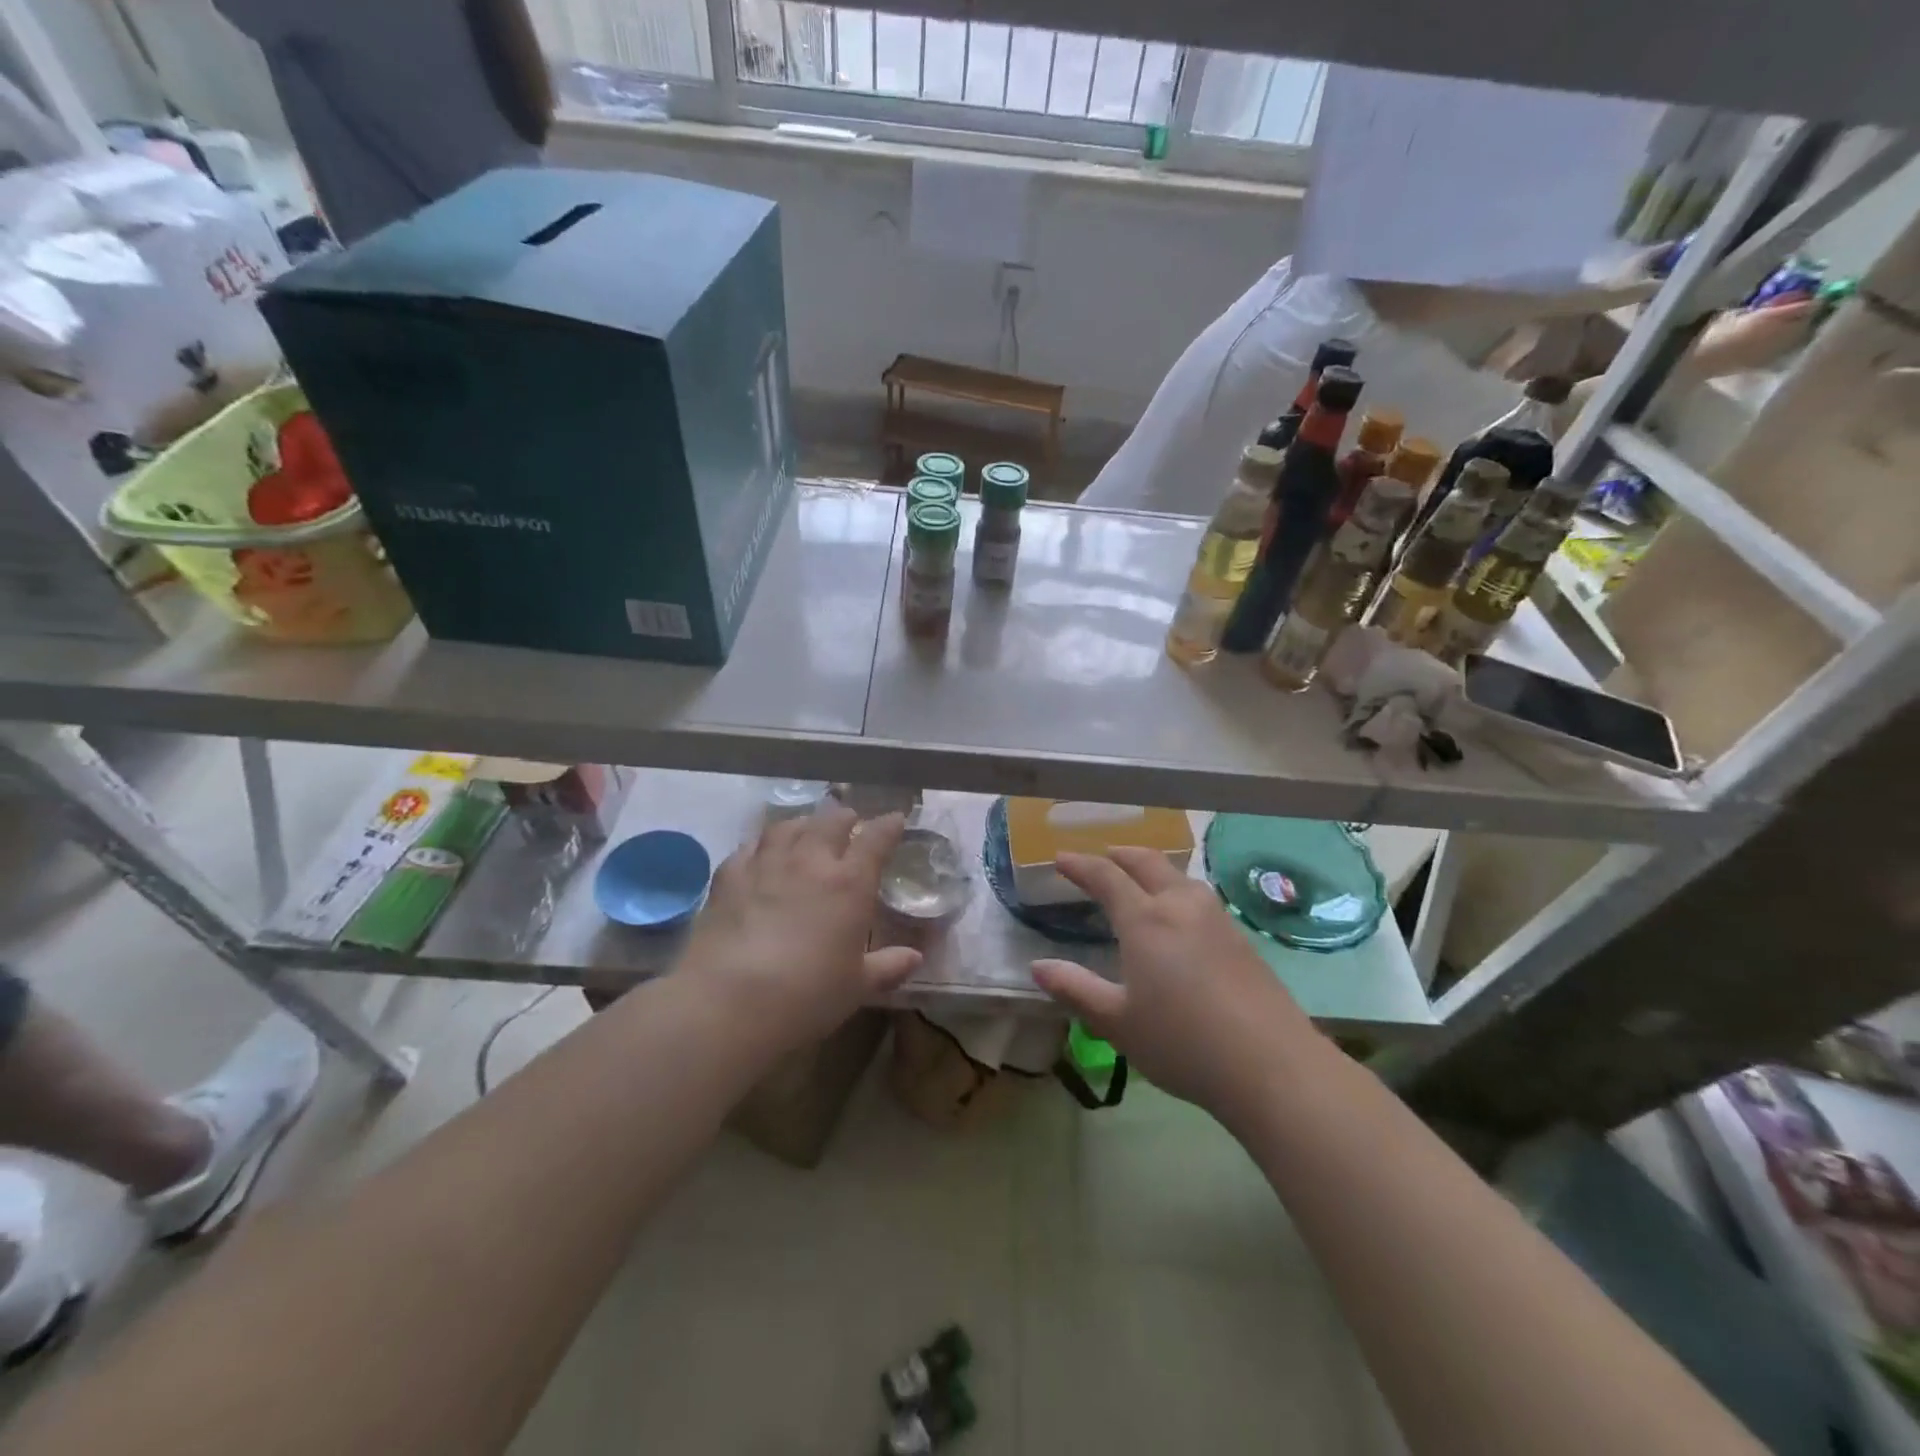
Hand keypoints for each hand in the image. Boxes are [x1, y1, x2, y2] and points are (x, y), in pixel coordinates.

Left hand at [679, 808, 920, 1050]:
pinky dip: (762, 844)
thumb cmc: (806, 995)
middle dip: (845, 818)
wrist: (728, 1001)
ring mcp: (766, 864)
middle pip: (830, 822)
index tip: (896, 820)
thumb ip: (887, 967)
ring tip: (807, 829)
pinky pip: (749, 847)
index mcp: (849, 883)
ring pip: (788, 827)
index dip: (889, 826)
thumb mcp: (856, 987)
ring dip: (804, 824)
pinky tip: (761, 852)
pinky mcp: (728, 877)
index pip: (876, 840)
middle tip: (850, 823)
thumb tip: (914, 958)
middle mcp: (810, 861)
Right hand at [1031, 849, 1317, 1127]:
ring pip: (1179, 877)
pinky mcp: (1242, 938)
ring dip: (1152, 869)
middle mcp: (1181, 906)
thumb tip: (1037, 967)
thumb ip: (1075, 989)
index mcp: (1145, 920)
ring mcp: (1217, 919)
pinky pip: (1199, 897)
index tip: (1060, 858)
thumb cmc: (1182, 1043)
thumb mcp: (1117, 1022)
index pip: (1106, 877)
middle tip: (1101, 856)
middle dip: (1119, 854)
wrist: (1272, 1065)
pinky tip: (1180, 915)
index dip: (1080, 865)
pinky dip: (1176, 890)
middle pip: (1147, 863)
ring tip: (1139, 879)